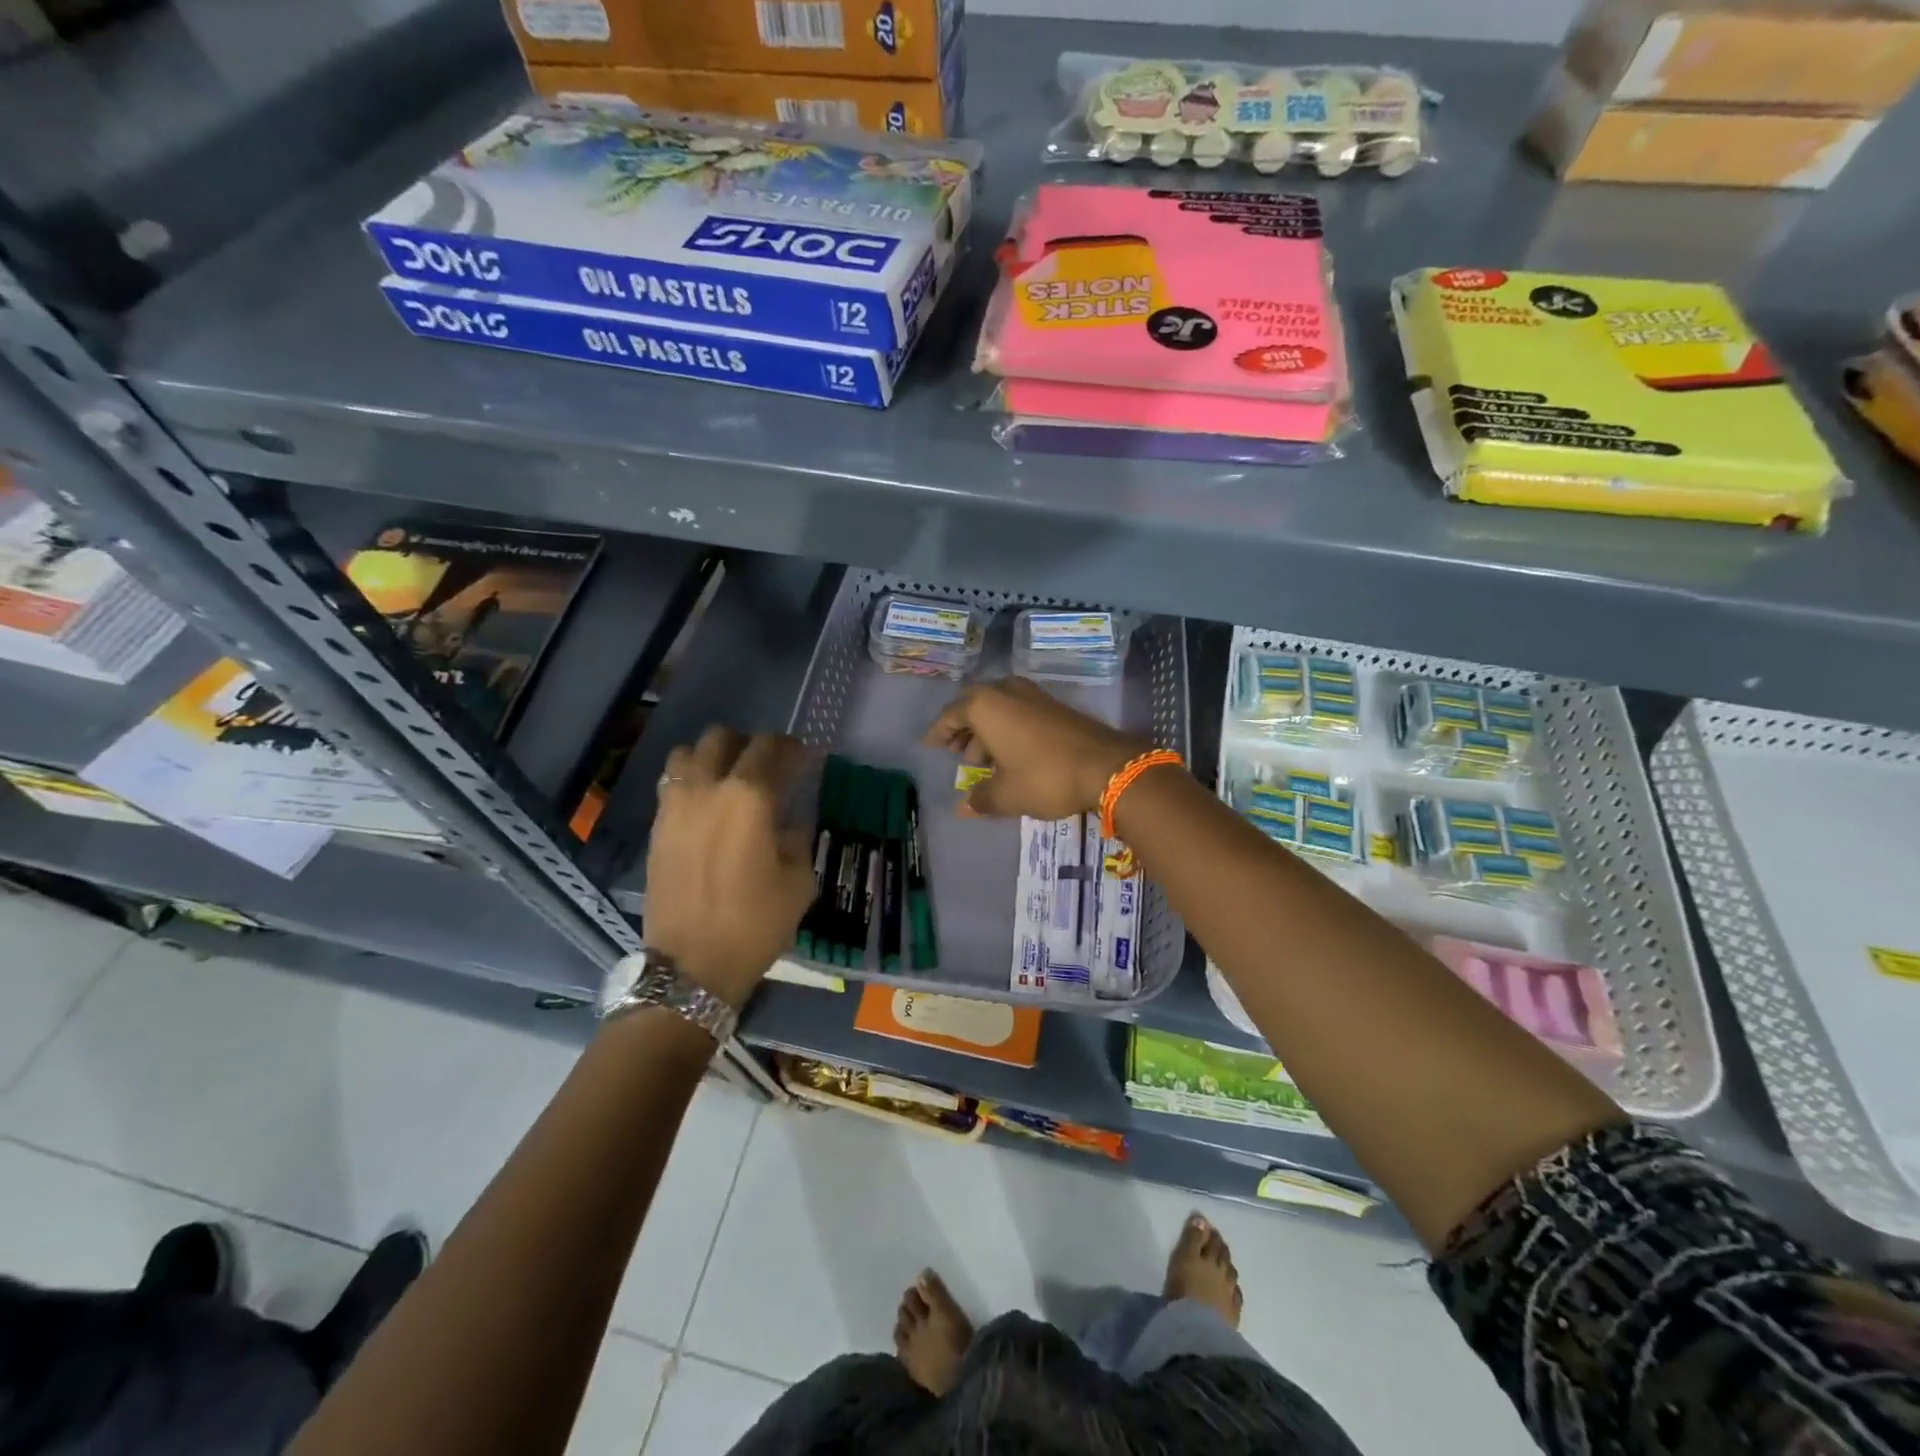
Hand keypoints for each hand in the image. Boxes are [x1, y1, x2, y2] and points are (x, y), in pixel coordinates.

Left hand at [643, 727, 817, 1008]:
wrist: (691, 966)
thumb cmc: (755, 923)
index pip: (771, 748)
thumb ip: (796, 838)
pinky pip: (671, 785)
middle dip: (748, 744)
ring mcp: (674, 806)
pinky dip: (690, 783)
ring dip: (711, 758)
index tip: (803, 758)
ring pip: (687, 754)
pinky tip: (705, 808)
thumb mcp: (799, 881)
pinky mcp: (656, 828)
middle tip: (766, 767)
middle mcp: (707, 789)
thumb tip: (788, 821)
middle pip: (722, 738)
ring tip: (727, 781)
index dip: (792, 748)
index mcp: (749, 797)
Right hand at [923, 677, 1150, 819]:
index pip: (951, 715)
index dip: (939, 732)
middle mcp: (1006, 692)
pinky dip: (1008, 727)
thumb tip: (963, 808)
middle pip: (974, 705)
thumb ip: (981, 799)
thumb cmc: (1045, 777)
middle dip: (963, 728)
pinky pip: (1019, 711)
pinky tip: (1013, 754)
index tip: (930, 746)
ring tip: (985, 761)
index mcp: (985, 706)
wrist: (1107, 766)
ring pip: (999, 707)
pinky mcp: (1054, 705)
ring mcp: (1033, 695)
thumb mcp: (1007, 795)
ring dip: (987, 729)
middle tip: (958, 752)